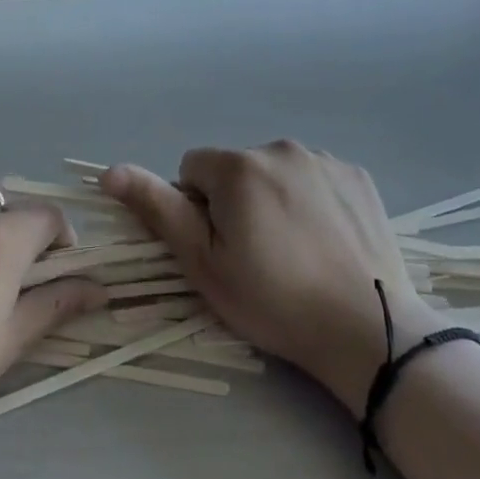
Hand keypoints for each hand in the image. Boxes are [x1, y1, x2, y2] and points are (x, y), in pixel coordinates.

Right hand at [102, 142, 444, 414]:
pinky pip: (315, 178)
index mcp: (238, 167)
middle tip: (257, 254)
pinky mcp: (358, 176)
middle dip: (235, 201)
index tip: (220, 247)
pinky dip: (311, 199)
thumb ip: (158, 209)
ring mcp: (326, 160)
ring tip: (295, 249)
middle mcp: (281, 148)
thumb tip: (111, 169)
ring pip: (276, 172)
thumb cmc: (274, 301)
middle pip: (236, 169)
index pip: (192, 170)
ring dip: (273, 197)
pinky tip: (325, 239)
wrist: (368, 331)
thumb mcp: (204, 263)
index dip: (196, 209)